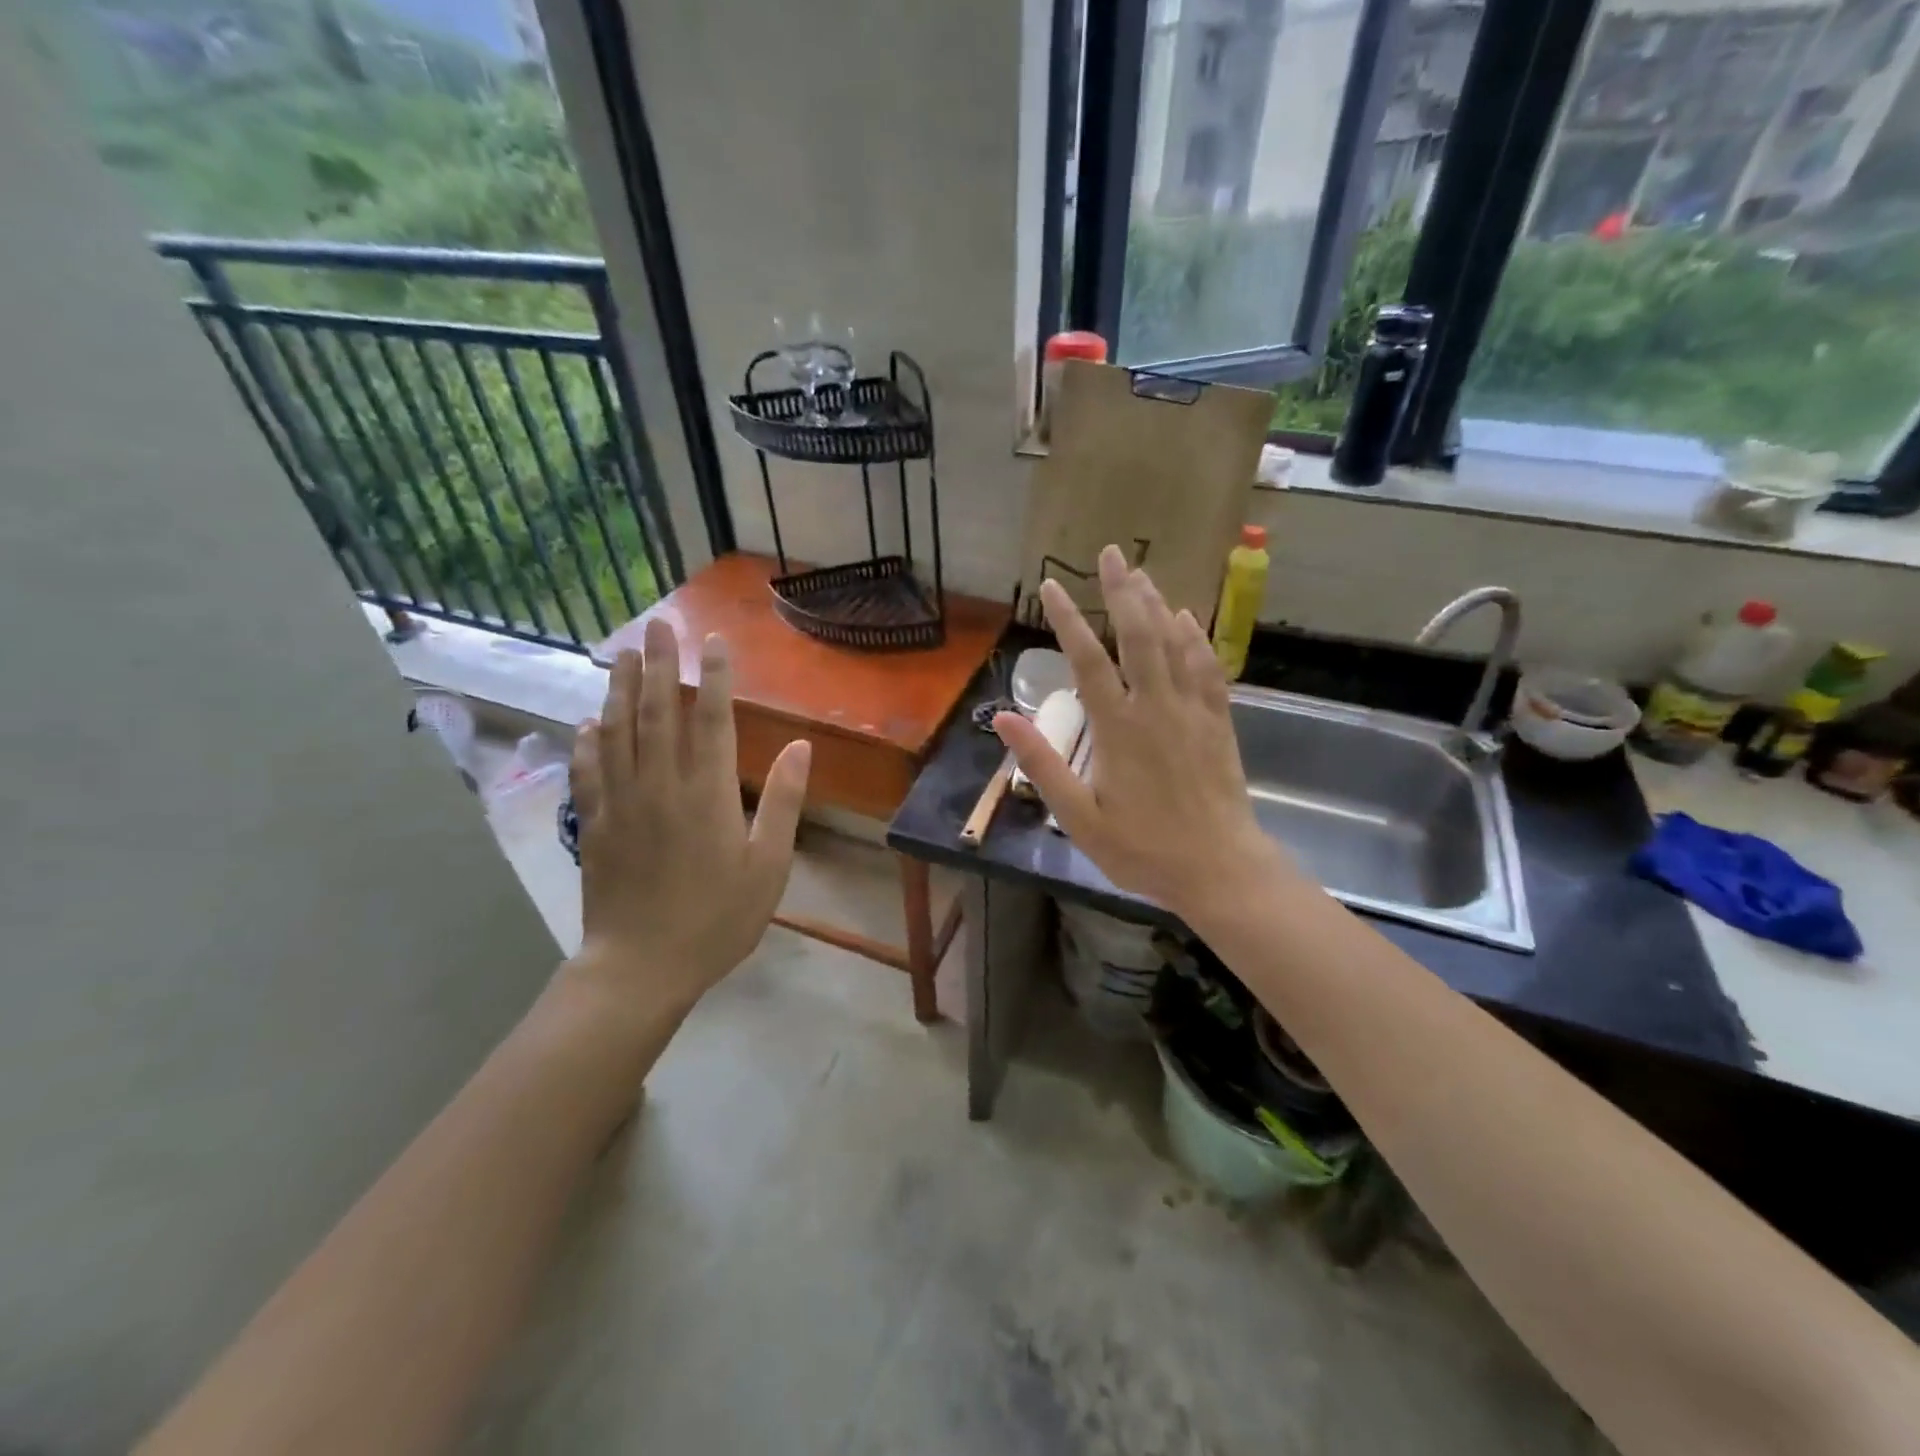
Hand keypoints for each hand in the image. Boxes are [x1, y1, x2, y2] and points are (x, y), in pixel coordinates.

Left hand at [565, 617, 810, 1017]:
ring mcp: (621, 802)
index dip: (714, 677)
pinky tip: (588, 722)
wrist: (642, 966)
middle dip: (657, 664)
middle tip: (656, 625)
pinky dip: (588, 741)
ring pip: (617, 732)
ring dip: (619, 689)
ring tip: (621, 655)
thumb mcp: (769, 865)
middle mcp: (660, 784)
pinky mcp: (595, 824)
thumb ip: (782, 801)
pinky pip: (589, 771)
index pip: (710, 719)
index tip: (715, 642)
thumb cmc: (718, 918)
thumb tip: (800, 746)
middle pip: (656, 712)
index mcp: (706, 792)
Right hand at [994, 545, 1293, 922]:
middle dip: (1122, 591)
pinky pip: (1207, 667)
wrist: (1218, 869)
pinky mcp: (1218, 721)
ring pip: (1173, 643)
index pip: (1087, 661)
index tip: (1051, 586)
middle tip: (1110, 553)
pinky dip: (1195, 638)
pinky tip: (1186, 617)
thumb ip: (1042, 763)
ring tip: (1140, 573)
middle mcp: (1155, 707)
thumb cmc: (1141, 848)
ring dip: (1155, 604)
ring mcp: (1192, 711)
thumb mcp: (1078, 817)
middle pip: (1137, 635)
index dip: (1068, 620)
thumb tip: (1005, 716)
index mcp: (1117, 729)